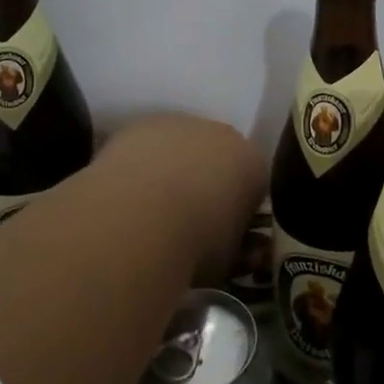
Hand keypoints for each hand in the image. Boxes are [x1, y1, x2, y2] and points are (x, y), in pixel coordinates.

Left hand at [99, 113, 266, 284]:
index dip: (240, 207)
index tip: (225, 229)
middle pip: (220, 156)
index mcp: (253, 164)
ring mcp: (182, 125)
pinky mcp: (144, 125)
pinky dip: (144, 164)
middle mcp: (223, 135)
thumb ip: (238, 246)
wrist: (141, 218)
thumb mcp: (229, 259)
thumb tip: (241, 250)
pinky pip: (150, 145)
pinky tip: (129, 192)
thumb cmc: (196, 243)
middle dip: (208, 180)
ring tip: (151, 207)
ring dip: (175, 168)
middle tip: (188, 217)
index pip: (254, 182)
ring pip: (183, 146)